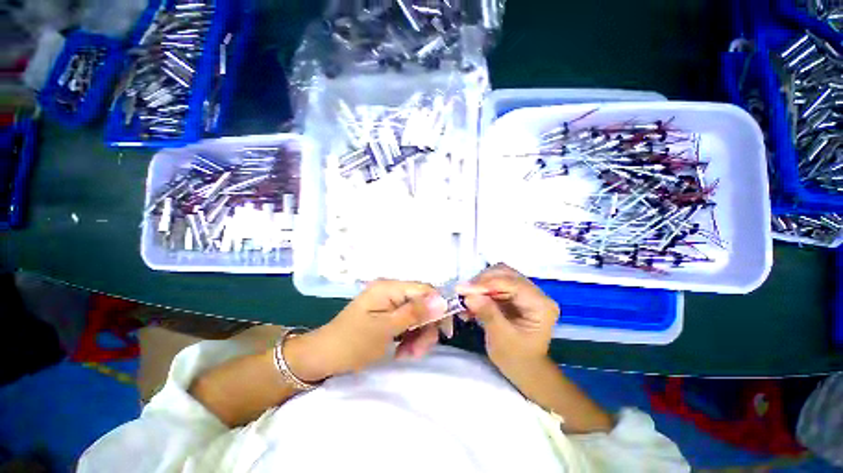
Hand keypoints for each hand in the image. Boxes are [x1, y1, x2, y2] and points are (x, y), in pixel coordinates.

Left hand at [286, 280, 446, 380]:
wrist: (323, 356)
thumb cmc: (352, 342)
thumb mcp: (385, 329)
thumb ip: (414, 313)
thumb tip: (442, 300)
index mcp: (389, 287)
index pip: (425, 290)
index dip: (439, 307)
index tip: (445, 331)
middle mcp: (392, 291)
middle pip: (422, 304)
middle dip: (425, 327)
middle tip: (419, 351)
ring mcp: (390, 303)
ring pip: (417, 315)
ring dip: (418, 336)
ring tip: (407, 355)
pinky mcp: (388, 314)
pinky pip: (408, 322)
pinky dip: (409, 337)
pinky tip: (402, 351)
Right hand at [457, 263, 558, 371]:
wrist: (524, 369)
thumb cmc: (517, 359)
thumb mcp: (501, 338)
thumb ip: (487, 313)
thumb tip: (469, 295)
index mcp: (541, 305)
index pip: (513, 283)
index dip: (487, 283)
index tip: (464, 289)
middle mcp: (536, 293)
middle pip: (505, 273)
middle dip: (482, 281)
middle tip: (463, 292)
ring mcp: (524, 292)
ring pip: (498, 275)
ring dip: (479, 285)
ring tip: (465, 298)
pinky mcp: (513, 294)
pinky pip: (494, 284)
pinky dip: (480, 290)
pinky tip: (470, 301)